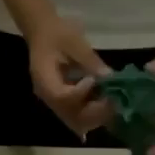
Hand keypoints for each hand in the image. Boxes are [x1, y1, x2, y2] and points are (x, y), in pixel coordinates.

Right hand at [27, 17, 111, 137]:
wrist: (43, 33)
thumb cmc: (56, 32)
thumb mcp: (74, 41)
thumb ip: (90, 60)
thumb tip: (109, 77)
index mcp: (43, 79)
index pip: (61, 97)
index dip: (80, 93)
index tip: (93, 80)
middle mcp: (48, 97)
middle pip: (69, 117)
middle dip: (93, 112)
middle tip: (111, 99)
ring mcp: (55, 103)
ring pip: (76, 122)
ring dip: (95, 116)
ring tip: (111, 102)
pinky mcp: (63, 104)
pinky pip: (78, 117)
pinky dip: (93, 114)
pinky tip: (105, 102)